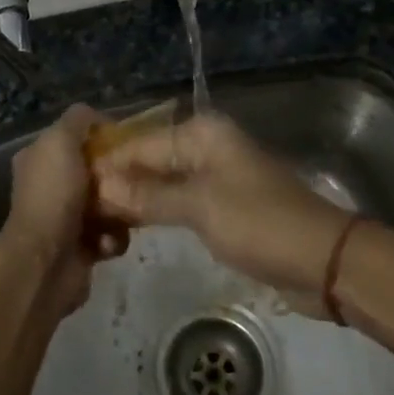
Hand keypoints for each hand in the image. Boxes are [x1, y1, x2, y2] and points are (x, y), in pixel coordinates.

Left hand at [0, 104, 125, 316]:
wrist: (46, 262)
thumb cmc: (53, 195)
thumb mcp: (60, 140)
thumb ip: (78, 119)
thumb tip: (98, 117)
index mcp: (39, 158)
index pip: (75, 138)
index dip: (101, 136)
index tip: (127, 141)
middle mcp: (50, 186)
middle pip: (97, 171)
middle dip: (117, 175)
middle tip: (132, 178)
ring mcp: (65, 218)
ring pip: (110, 203)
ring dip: (120, 210)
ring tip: (122, 215)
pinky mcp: (82, 247)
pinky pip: (111, 235)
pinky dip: (113, 238)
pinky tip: (106, 243)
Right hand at [93, 114, 351, 301]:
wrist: (322, 260)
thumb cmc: (259, 223)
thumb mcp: (199, 207)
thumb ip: (149, 196)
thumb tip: (100, 186)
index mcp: (201, 135)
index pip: (139, 144)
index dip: (107, 167)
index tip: (71, 191)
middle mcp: (206, 147)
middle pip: (150, 160)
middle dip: (118, 182)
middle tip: (79, 211)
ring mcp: (215, 177)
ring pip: (163, 182)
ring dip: (135, 199)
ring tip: (96, 221)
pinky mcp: (223, 206)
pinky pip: (179, 202)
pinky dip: (157, 212)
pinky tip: (131, 227)